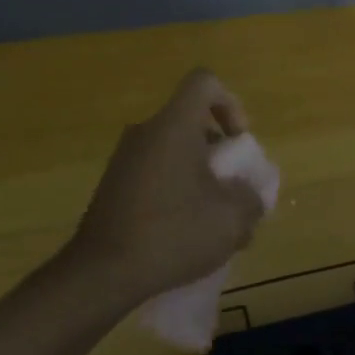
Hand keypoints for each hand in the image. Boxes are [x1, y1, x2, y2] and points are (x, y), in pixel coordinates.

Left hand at [66, 69, 267, 307]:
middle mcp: (145, 132)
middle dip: (218, 151)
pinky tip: (182, 231)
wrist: (103, 272)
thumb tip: (248, 195)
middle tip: (231, 189)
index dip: (230, 103)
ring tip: (211, 219)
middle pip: (190, 121)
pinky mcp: (113, 185)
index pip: (204, 82)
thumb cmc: (173, 233)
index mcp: (173, 126)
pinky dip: (175, 190)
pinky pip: (155, 173)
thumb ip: (251, 198)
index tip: (237, 142)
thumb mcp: (232, 219)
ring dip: (198, 175)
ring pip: (173, 151)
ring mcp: (124, 159)